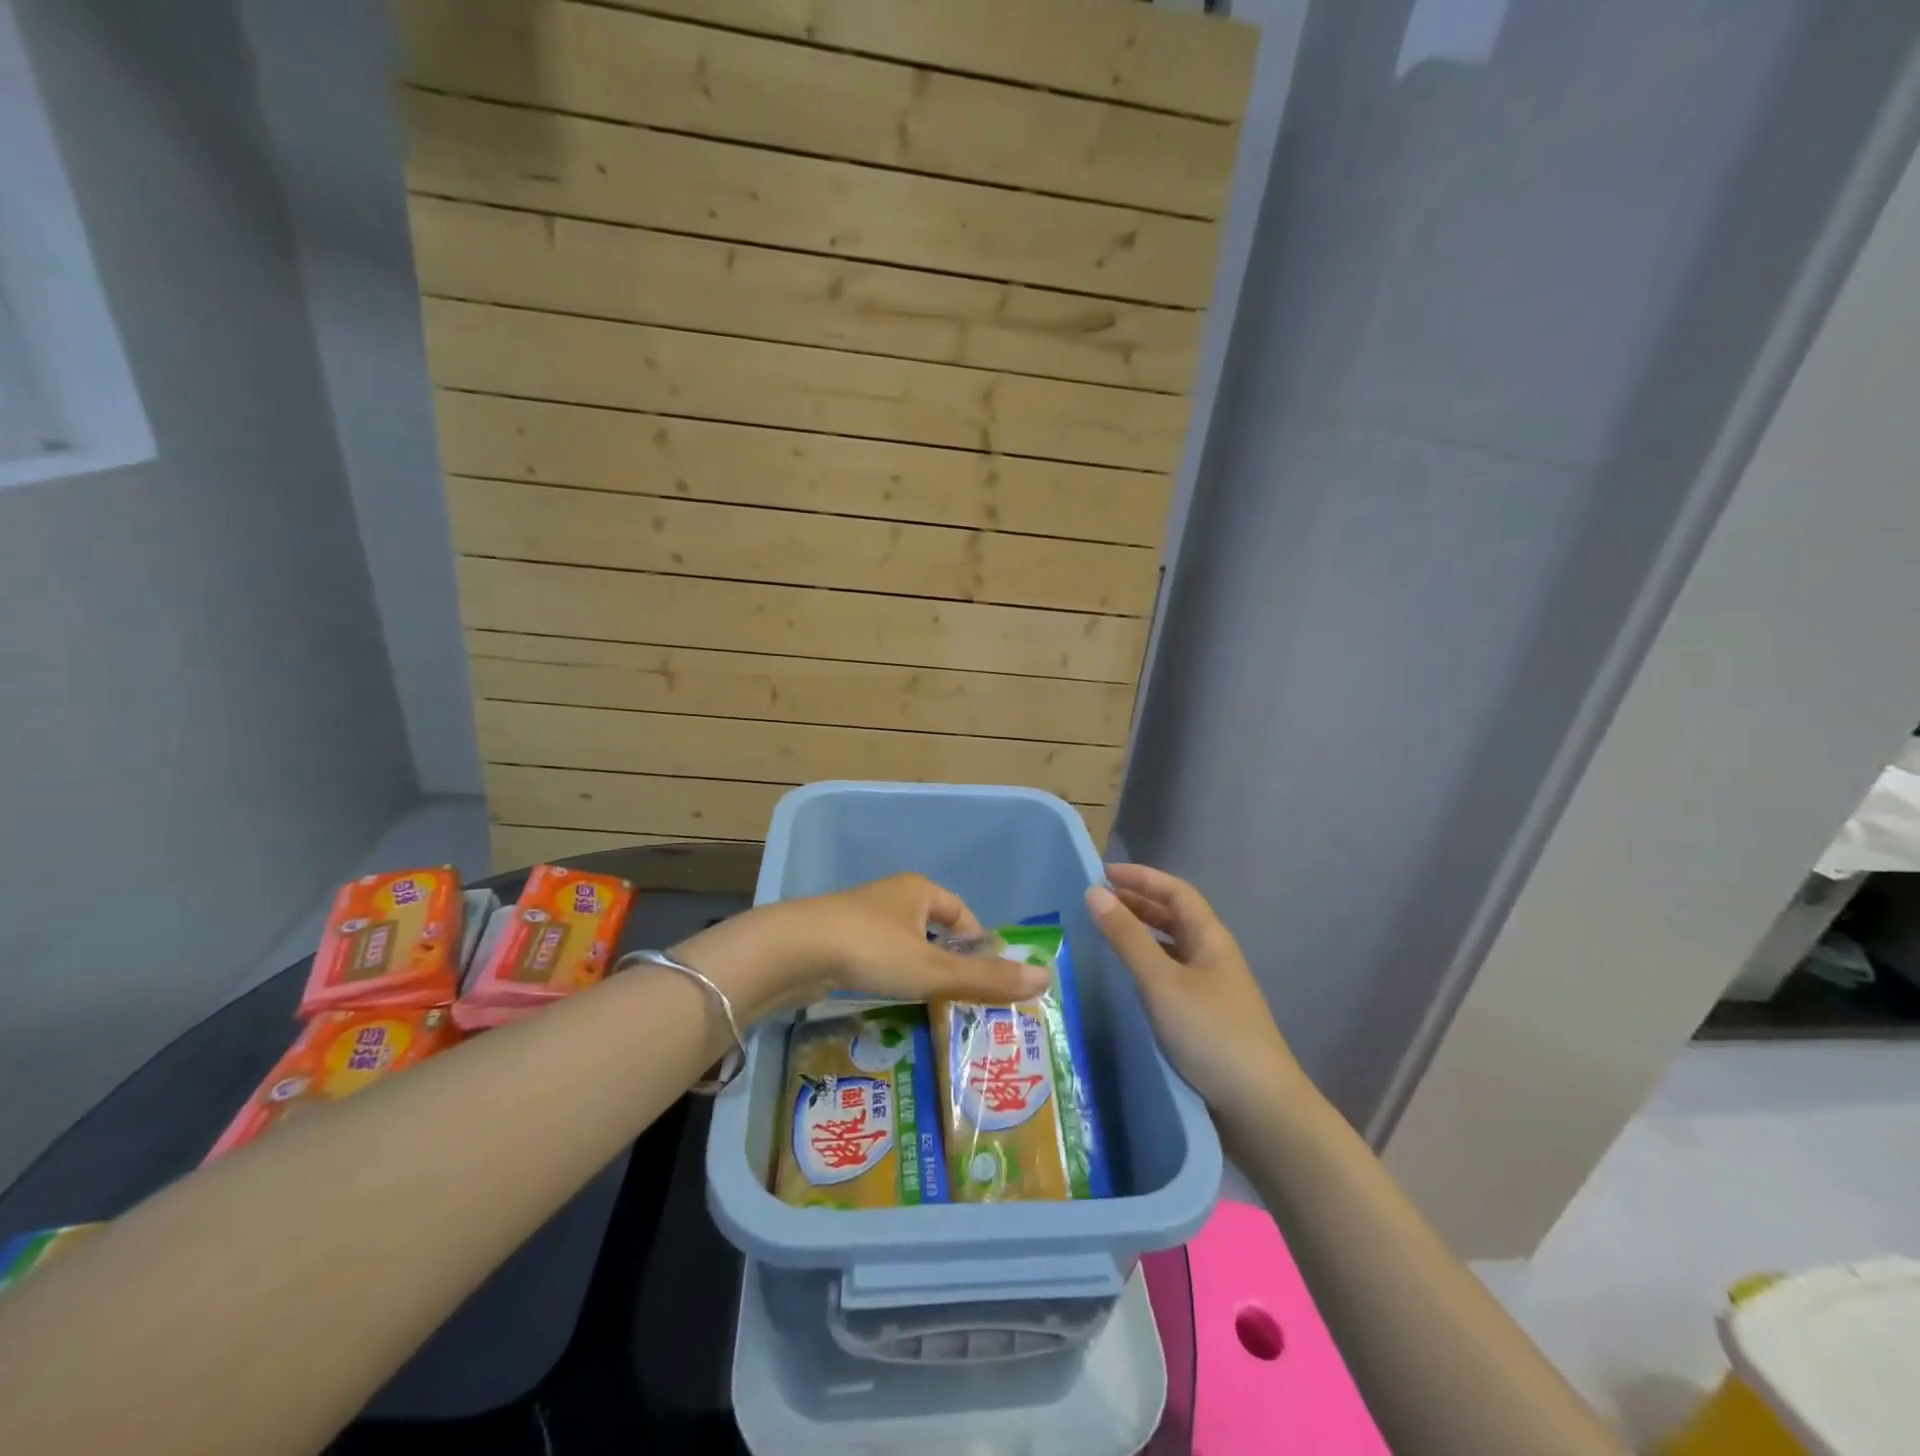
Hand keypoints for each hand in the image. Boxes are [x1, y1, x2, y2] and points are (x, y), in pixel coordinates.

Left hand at [675, 874, 1051, 1021]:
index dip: (978, 945)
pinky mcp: (838, 939)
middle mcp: (893, 896)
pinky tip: (888, 1002)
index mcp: (919, 890)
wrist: (793, 950)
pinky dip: (889, 977)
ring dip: (918, 973)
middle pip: (934, 930)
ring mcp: (862, 917)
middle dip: (949, 963)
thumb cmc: (871, 950)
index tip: (986, 980)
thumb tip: (1046, 978)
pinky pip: (877, 957)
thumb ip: (987, 978)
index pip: (963, 914)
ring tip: (929, 1008)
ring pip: (904, 946)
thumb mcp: (933, 969)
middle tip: (962, 1001)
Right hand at [1085, 864, 1306, 1131]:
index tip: (1102, 874)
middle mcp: (1212, 957)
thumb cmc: (1211, 1033)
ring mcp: (1210, 990)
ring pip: (1170, 949)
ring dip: (1139, 936)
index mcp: (1211, 938)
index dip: (1141, 877)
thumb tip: (1095, 892)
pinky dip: (1144, 967)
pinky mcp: (1203, 1020)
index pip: (1176, 892)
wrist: (1260, 1109)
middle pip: (1174, 918)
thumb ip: (1127, 937)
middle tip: (1095, 903)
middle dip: (1136, 904)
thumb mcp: (1162, 981)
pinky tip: (1124, 981)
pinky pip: (1168, 977)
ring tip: (1102, 935)